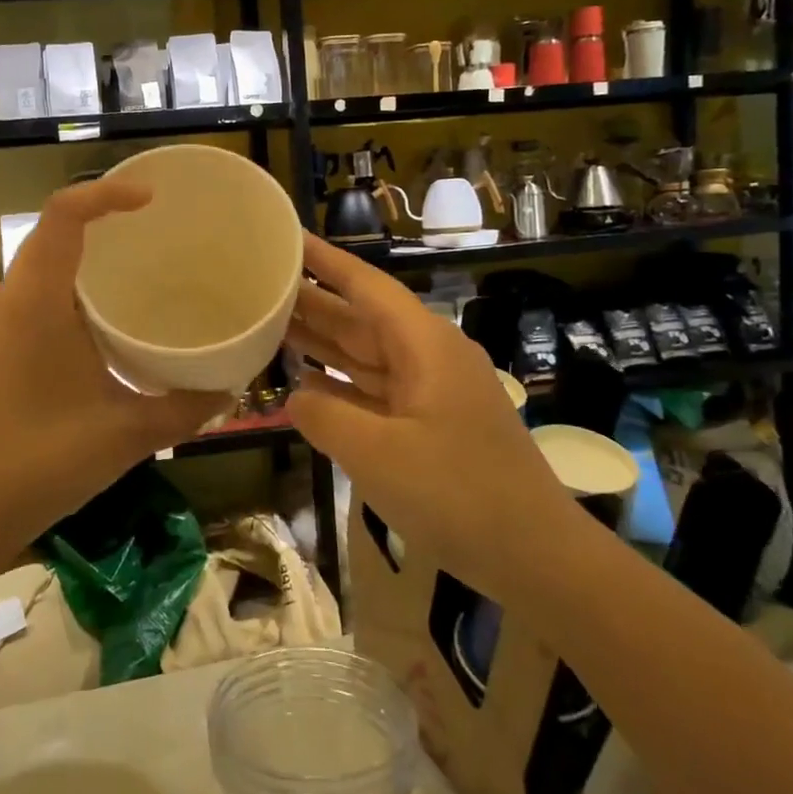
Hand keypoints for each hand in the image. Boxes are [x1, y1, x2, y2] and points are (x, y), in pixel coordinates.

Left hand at [0, 179, 231, 548]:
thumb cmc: (46, 464)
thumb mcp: (128, 434)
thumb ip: (187, 408)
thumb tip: (233, 388)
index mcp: (35, 304)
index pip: (62, 216)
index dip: (106, 193)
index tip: (152, 199)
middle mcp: (6, 303)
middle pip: (49, 235)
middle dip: (100, 222)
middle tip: (153, 232)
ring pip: (37, 268)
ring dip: (81, 259)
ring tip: (133, 272)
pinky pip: (29, 298)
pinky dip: (65, 291)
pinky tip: (97, 325)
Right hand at [283, 234, 572, 590]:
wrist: (534, 556)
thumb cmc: (457, 494)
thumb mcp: (377, 454)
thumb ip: (325, 417)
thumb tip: (296, 396)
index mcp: (424, 346)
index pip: (367, 286)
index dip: (325, 261)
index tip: (287, 237)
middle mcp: (426, 359)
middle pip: (360, 318)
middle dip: (311, 301)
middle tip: (258, 284)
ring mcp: (428, 393)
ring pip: (364, 355)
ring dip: (320, 342)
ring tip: (267, 324)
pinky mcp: (427, 426)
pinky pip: (373, 392)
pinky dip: (338, 385)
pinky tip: (304, 383)